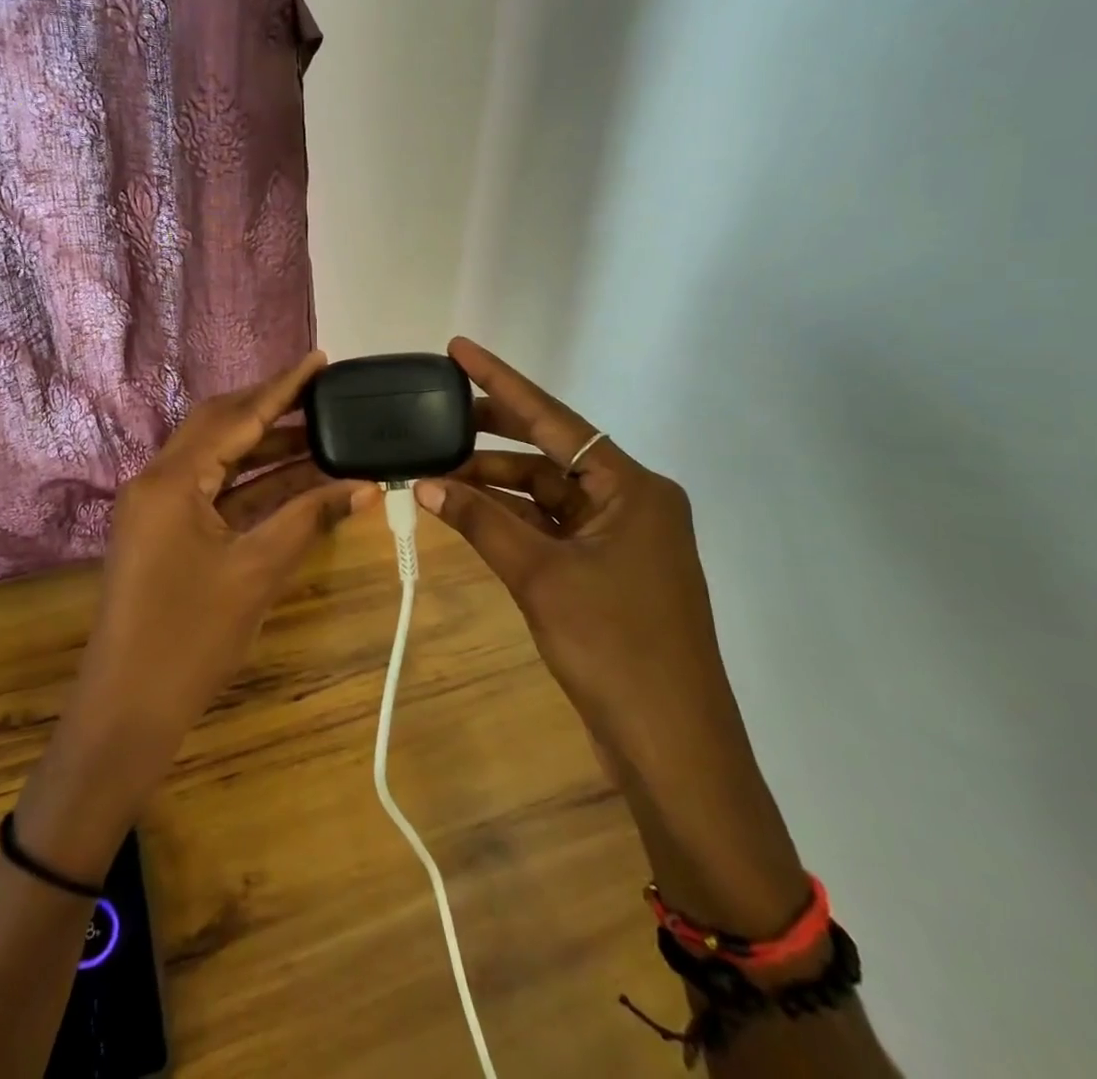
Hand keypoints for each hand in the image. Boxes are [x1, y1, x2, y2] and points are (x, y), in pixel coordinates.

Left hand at [18, 352, 377, 879]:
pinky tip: (291, 477)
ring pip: (216, 458)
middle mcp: (157, 480)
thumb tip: (364, 486)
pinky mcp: (162, 532)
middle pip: (219, 426)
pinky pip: (211, 491)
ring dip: (263, 446)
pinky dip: (250, 482)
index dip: (282, 387)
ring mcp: (155, 507)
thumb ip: (308, 519)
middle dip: (270, 408)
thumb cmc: (191, 639)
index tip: (318, 359)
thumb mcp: (257, 572)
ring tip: (317, 429)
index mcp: (172, 479)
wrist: (127, 710)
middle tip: (320, 391)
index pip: (236, 417)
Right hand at [414, 337, 728, 761]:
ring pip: (548, 492)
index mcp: (632, 488)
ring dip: (496, 483)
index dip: (501, 382)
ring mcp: (622, 538)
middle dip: (494, 431)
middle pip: (552, 450)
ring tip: (438, 470)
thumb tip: (425, 485)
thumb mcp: (540, 577)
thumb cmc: (614, 648)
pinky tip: (469, 512)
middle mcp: (632, 501)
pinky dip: (512, 519)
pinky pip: (552, 526)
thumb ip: (481, 523)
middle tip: (438, 411)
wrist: (671, 746)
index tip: (458, 350)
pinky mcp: (609, 571)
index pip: (555, 419)